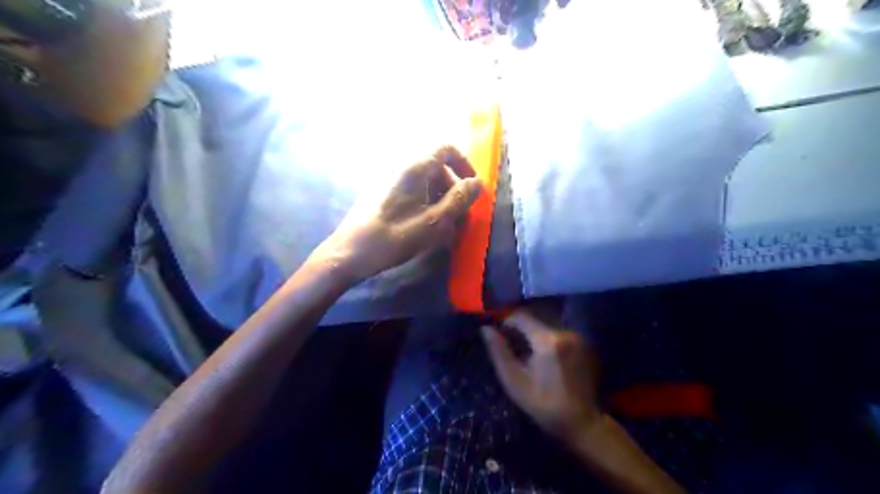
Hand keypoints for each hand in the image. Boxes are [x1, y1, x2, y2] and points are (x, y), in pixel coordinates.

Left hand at [316, 147, 480, 283]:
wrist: (350, 253)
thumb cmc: (394, 236)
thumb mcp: (434, 221)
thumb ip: (458, 200)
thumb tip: (477, 183)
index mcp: (414, 168)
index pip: (446, 149)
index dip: (464, 165)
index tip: (472, 188)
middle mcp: (401, 169)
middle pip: (437, 169)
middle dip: (453, 190)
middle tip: (459, 216)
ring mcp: (390, 183)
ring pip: (425, 184)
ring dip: (440, 201)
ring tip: (444, 229)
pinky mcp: (383, 197)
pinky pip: (412, 195)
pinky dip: (425, 207)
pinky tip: (426, 230)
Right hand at [480, 310, 597, 441]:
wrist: (581, 422)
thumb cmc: (542, 404)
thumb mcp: (514, 381)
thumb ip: (499, 351)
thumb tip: (486, 328)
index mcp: (547, 340)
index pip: (521, 316)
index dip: (506, 323)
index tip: (500, 337)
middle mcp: (565, 332)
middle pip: (535, 318)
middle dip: (520, 328)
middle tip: (512, 346)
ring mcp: (578, 337)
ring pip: (547, 324)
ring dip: (534, 333)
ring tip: (527, 353)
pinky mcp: (584, 344)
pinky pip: (560, 333)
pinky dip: (548, 339)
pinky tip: (544, 358)